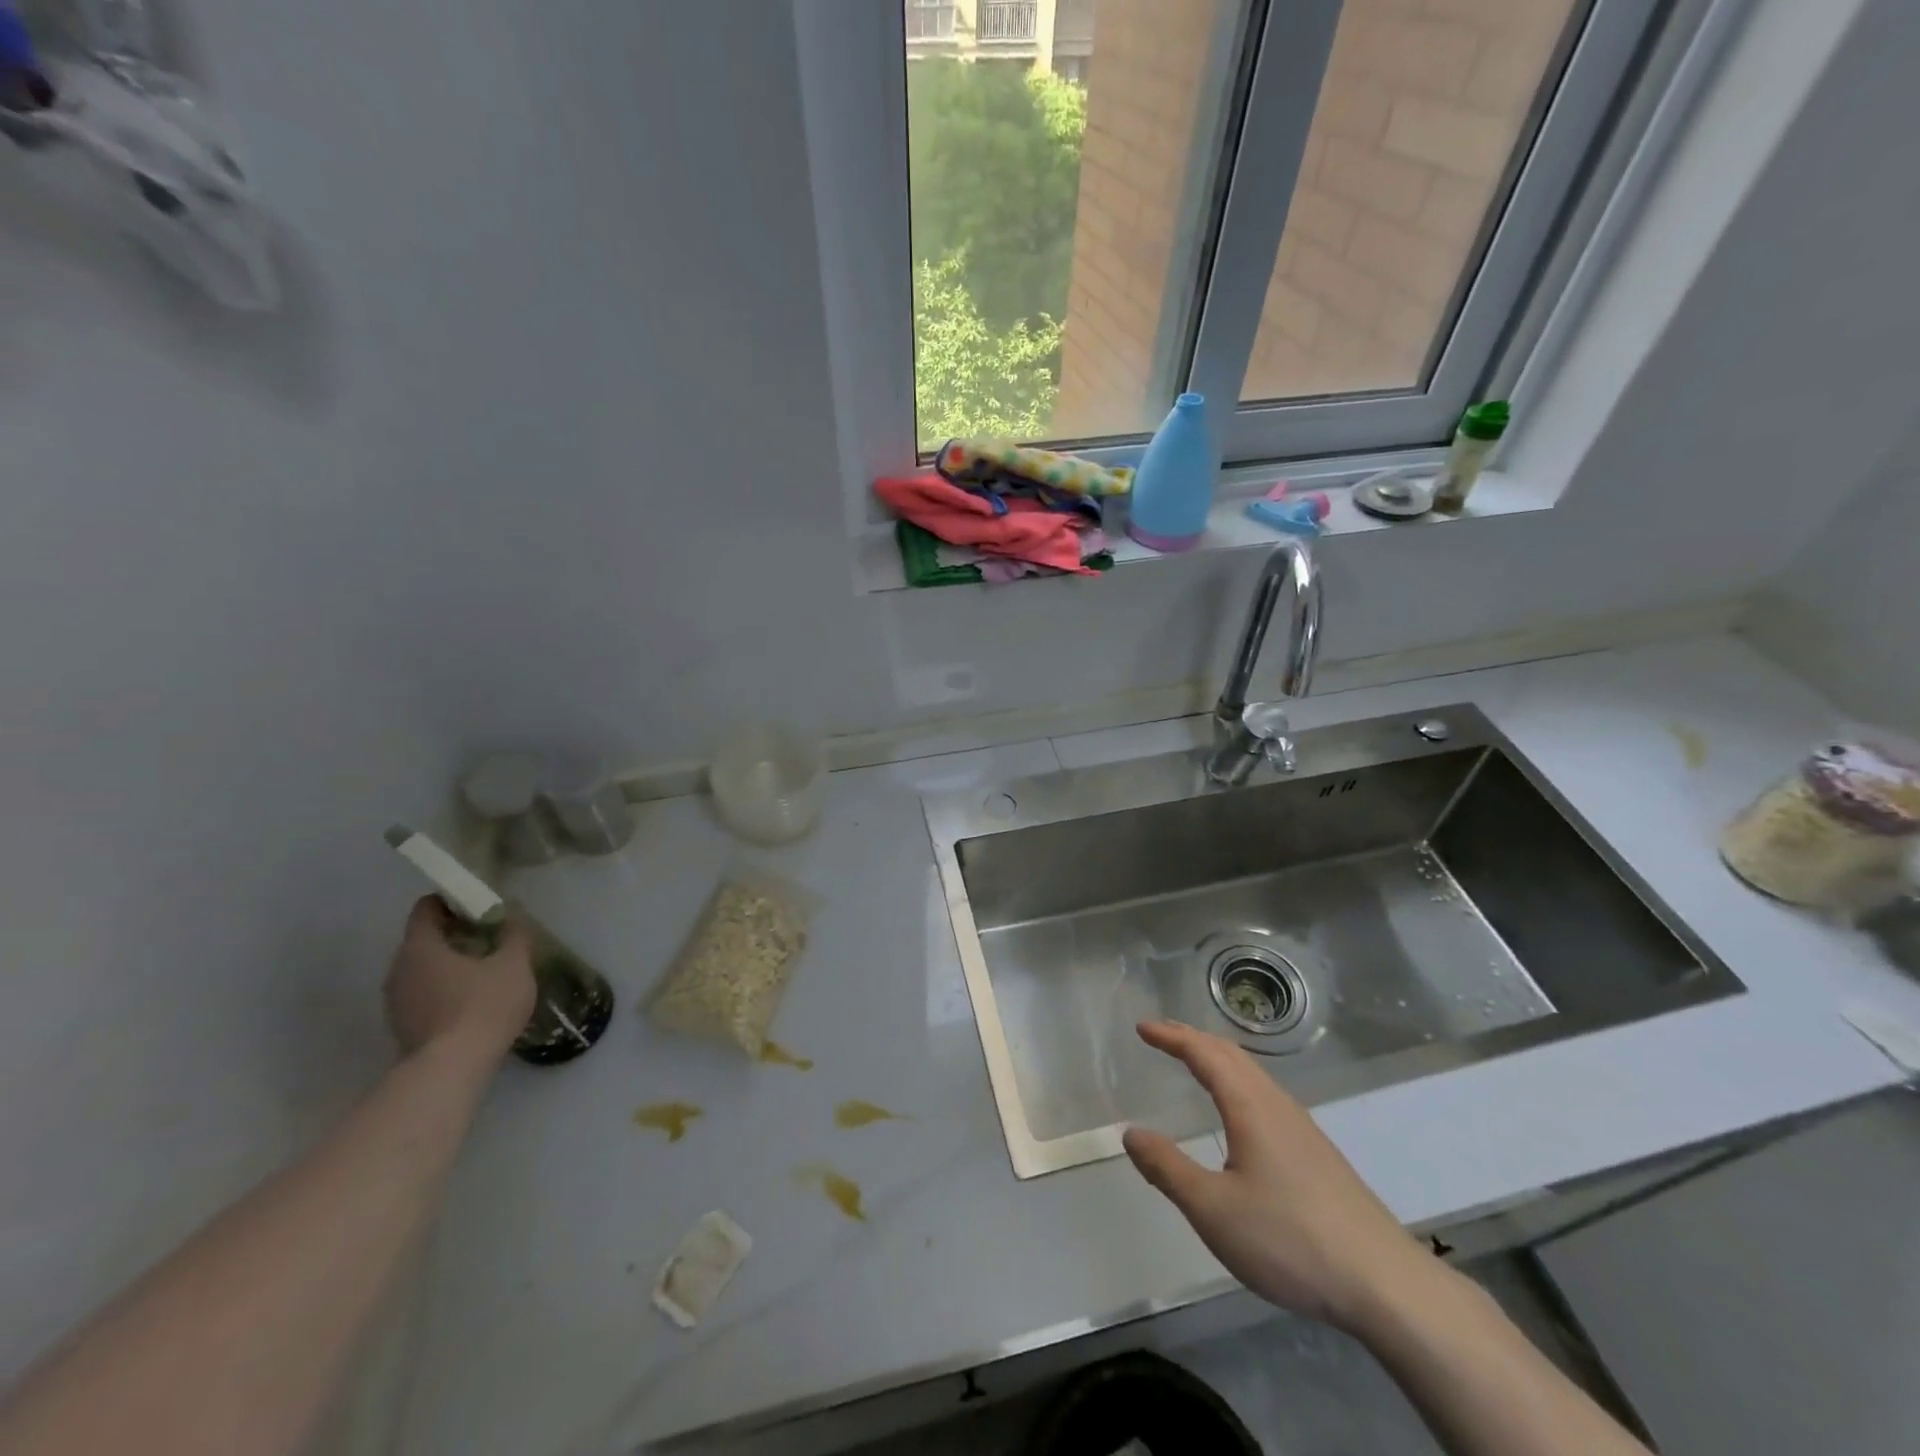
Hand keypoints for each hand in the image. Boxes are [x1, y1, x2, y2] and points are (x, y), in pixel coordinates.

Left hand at [384, 896, 536, 1065]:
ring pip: (422, 969)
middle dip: (454, 934)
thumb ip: (514, 936)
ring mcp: (395, 1001)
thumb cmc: (483, 1006)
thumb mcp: (514, 964)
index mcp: (420, 946)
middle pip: (423, 939)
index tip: (479, 907)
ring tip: (484, 971)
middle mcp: (398, 969)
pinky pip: (422, 994)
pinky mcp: (401, 1026)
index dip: (452, 901)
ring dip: (448, 964)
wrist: (452, 1069)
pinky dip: (443, 989)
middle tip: (489, 938)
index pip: (426, 908)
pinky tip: (472, 1001)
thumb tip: (512, 917)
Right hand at [1123, 1020, 1432, 1332]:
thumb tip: (1130, 1133)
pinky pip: (1266, 1096)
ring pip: (1253, 1074)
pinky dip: (1238, 1082)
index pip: (1204, 1053)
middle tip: (1162, 1035)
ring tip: (1194, 1063)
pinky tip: (1239, 1114)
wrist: (1385, 1285)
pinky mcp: (1318, 1154)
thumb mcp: (1213, 1210)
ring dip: (1218, 1059)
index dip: (1171, 1037)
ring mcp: (1303, 1128)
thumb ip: (1167, 1169)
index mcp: (1249, 1106)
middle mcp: (1277, 1105)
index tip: (1142, 1028)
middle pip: (1231, 1055)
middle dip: (1193, 1039)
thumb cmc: (1289, 1240)